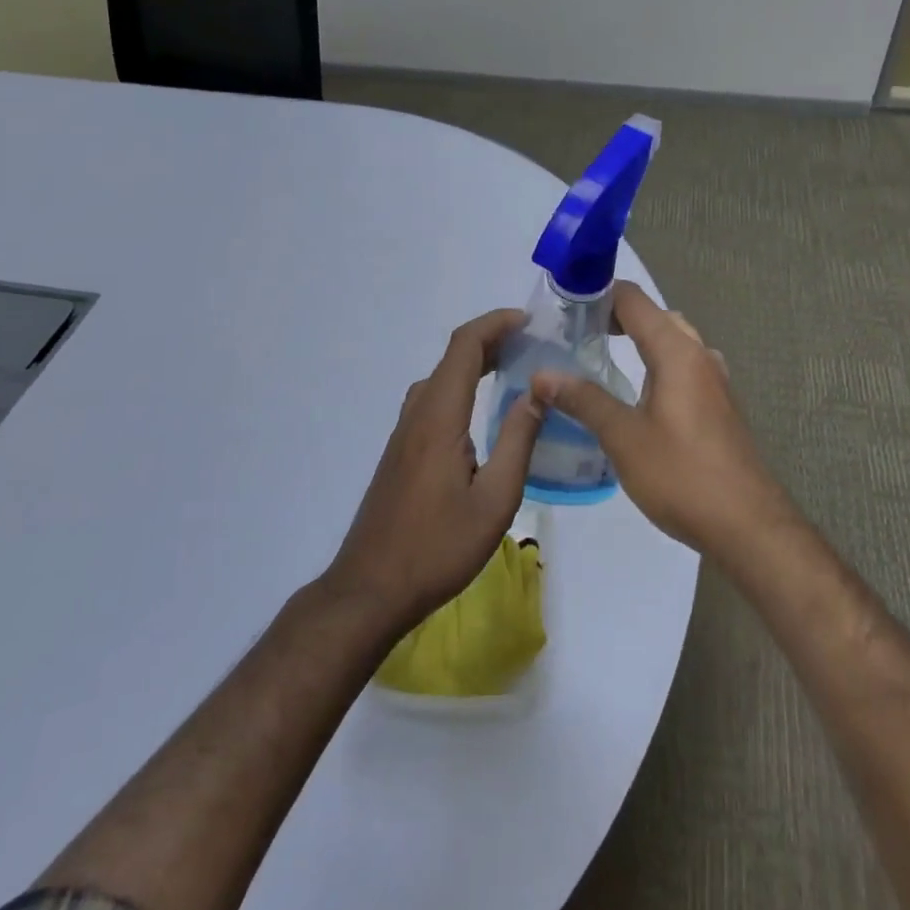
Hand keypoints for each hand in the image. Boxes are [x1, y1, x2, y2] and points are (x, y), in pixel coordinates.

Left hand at [323, 309, 543, 634]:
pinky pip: (434, 399)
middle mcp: (418, 414)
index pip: (464, 346)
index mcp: (440, 417)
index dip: (495, 323)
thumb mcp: (495, 499)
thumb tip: (538, 391)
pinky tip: (483, 411)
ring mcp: (404, 432)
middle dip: (492, 339)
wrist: (371, 589)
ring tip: (515, 369)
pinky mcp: (401, 451)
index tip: (530, 321)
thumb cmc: (438, 546)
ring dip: (476, 363)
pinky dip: (462, 386)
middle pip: (453, 357)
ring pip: (441, 378)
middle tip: (533, 344)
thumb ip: (518, 440)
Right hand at [533, 282, 789, 560]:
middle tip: (576, 332)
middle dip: (616, 316)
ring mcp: (715, 381)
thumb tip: (541, 375)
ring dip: (640, 340)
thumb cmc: (682, 475)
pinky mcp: (719, 406)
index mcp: (677, 352)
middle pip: (655, 317)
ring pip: (673, 342)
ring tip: (601, 356)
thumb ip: (583, 400)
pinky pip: (683, 367)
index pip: (633, 300)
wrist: (748, 526)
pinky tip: (638, 393)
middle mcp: (699, 355)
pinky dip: (656, 364)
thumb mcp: (623, 437)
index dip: (598, 293)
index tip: (563, 304)